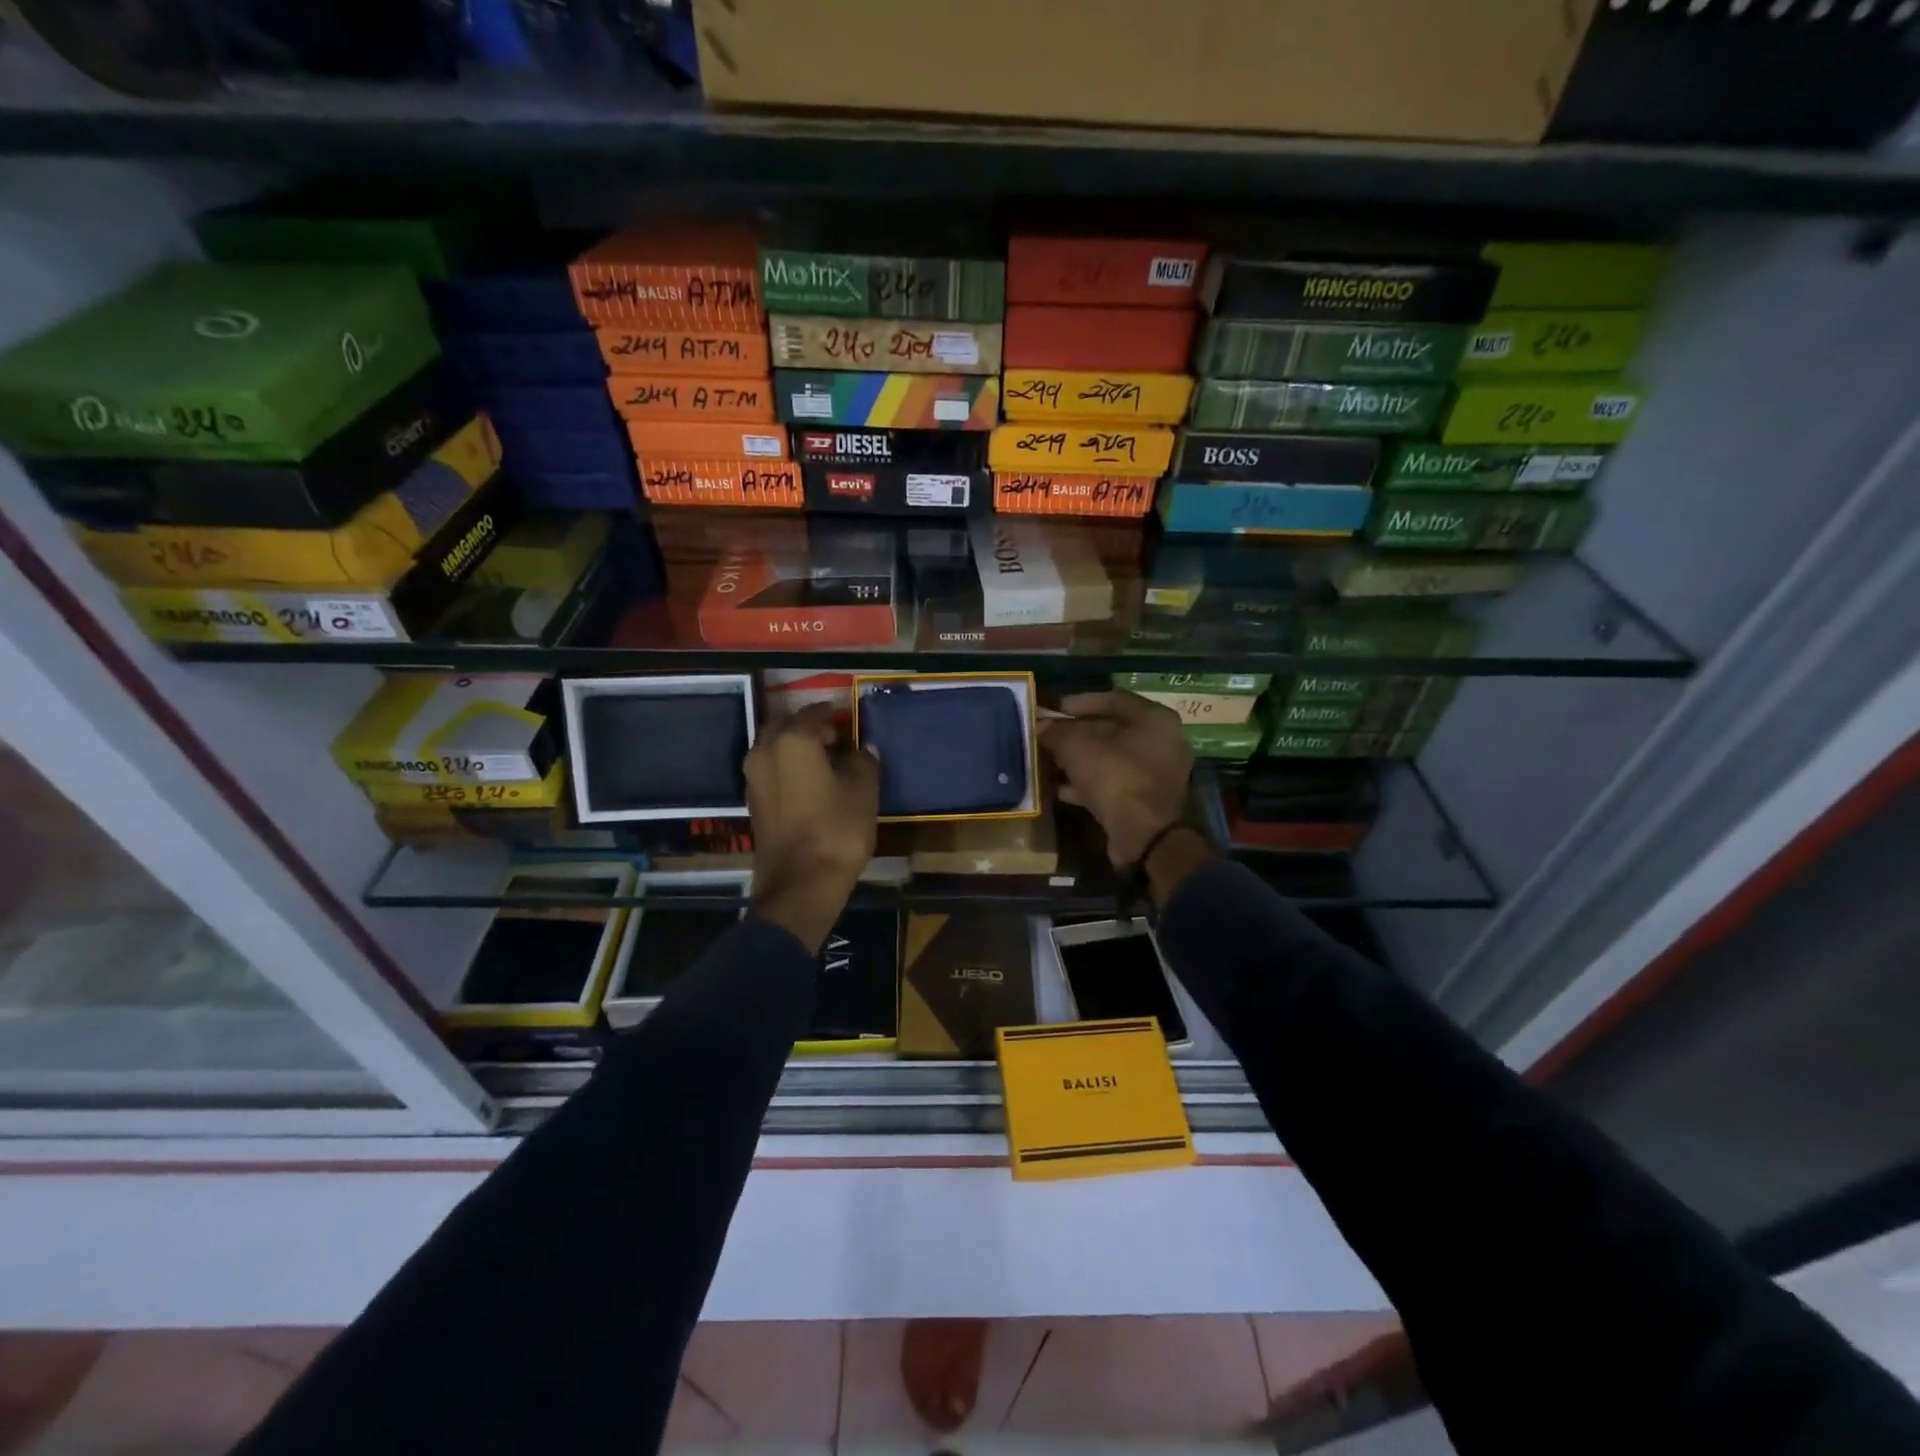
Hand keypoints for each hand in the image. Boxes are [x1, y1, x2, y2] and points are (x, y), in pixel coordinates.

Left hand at [744, 704, 879, 951]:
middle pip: (785, 726)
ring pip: (774, 748)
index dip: (833, 714)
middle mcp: (765, 751)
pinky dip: (787, 767)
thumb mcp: (864, 792)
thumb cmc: (837, 831)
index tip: (849, 720)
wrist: (800, 885)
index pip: (813, 713)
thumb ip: (864, 762)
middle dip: (808, 727)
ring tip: (825, 761)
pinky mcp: (753, 801)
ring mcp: (753, 778)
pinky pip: (770, 770)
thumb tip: (862, 749)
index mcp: (793, 741)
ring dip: (795, 747)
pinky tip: (810, 782)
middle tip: (836, 738)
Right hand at [1037, 691, 1193, 864]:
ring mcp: (1155, 774)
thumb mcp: (1077, 747)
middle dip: (1075, 733)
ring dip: (1078, 760)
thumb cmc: (1115, 777)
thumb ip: (1057, 732)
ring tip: (1047, 761)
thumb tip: (1042, 727)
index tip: (1053, 711)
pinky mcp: (1144, 800)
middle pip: (1111, 729)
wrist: (1144, 835)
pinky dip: (1086, 783)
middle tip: (1047, 737)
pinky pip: (1111, 783)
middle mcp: (1161, 742)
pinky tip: (1058, 788)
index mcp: (1154, 719)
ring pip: (1109, 758)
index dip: (1079, 702)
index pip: (1113, 699)